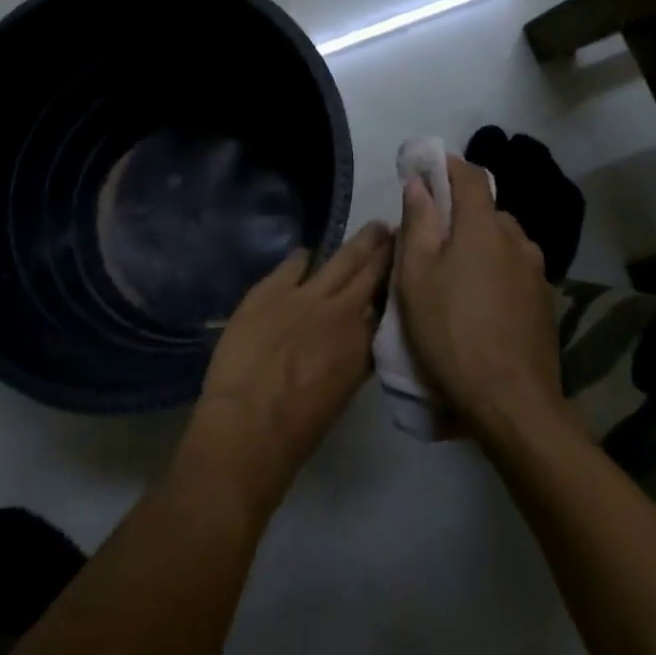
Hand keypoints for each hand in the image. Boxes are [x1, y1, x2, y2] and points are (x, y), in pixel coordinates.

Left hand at [183, 223, 392, 513]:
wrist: (249, 420)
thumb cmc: (298, 427)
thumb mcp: (342, 392)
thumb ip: (354, 358)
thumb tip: (358, 339)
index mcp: (363, 344)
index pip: (387, 305)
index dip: (396, 286)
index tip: (405, 270)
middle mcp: (342, 311)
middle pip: (370, 273)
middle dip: (385, 252)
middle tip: (397, 231)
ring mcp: (306, 295)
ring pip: (341, 259)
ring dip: (360, 243)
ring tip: (374, 227)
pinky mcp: (271, 288)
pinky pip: (294, 262)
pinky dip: (303, 258)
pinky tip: (306, 254)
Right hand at [394, 157, 565, 442]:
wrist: (512, 401)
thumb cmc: (451, 331)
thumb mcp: (416, 277)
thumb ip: (418, 224)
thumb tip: (419, 183)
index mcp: (484, 227)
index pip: (470, 176)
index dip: (447, 165)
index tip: (424, 167)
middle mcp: (517, 239)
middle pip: (486, 210)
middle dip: (458, 212)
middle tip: (429, 237)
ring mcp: (537, 272)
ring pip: (503, 241)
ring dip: (479, 243)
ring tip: (454, 273)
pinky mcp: (545, 301)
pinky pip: (514, 269)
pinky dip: (495, 269)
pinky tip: (479, 301)